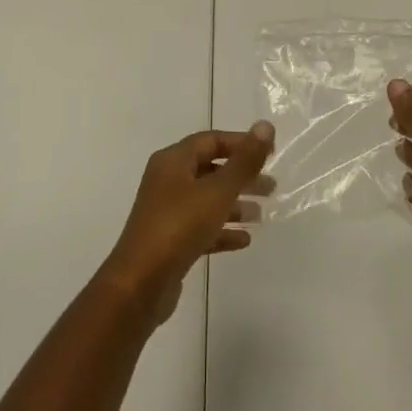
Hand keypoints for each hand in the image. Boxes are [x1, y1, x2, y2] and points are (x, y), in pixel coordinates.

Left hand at [100, 123, 274, 325]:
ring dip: (234, 204)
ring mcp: (167, 212)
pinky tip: (244, 240)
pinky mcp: (170, 241)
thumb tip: (265, 125)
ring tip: (262, 214)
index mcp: (173, 161)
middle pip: (210, 170)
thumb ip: (244, 161)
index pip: (211, 140)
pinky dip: (222, 230)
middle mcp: (168, 181)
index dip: (240, 144)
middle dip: (241, 176)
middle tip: (271, 187)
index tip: (270, 154)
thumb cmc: (179, 227)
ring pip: (207, 200)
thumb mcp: (217, 191)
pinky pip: (201, 227)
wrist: (140, 284)